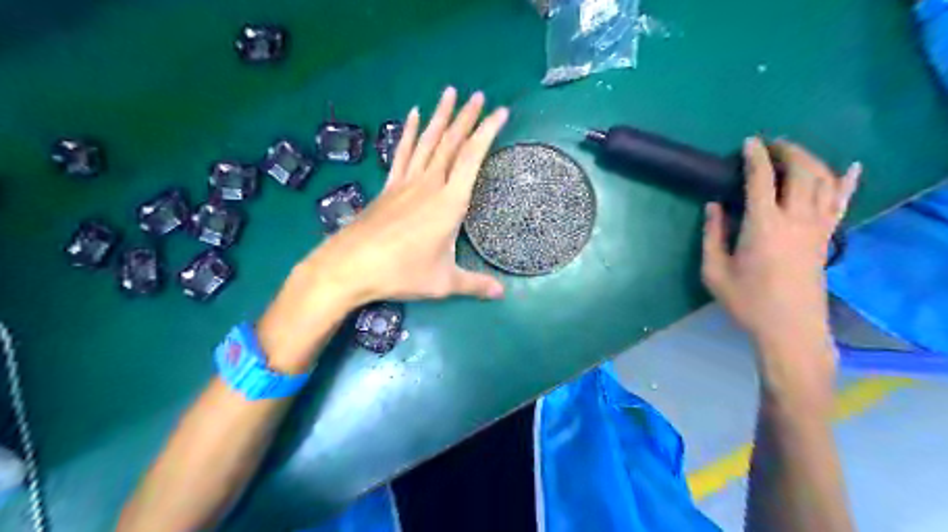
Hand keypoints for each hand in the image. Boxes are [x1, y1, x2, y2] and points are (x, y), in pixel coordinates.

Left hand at [255, 87, 506, 369]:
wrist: (350, 267)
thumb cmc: (401, 273)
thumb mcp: (443, 282)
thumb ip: (475, 285)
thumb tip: (501, 294)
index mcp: (450, 203)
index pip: (472, 158)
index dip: (487, 132)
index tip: (500, 112)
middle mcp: (429, 185)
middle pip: (451, 143)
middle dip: (467, 117)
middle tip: (479, 95)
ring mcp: (406, 183)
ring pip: (427, 141)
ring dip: (440, 117)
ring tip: (450, 92)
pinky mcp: (389, 187)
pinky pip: (402, 153)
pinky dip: (410, 133)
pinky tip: (413, 116)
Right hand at [703, 136, 861, 393]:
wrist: (789, 329)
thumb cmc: (747, 302)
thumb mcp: (714, 272)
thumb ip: (712, 235)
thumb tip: (713, 206)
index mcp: (763, 226)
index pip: (761, 180)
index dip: (755, 157)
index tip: (748, 142)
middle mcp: (796, 219)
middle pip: (801, 171)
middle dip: (787, 151)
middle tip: (770, 145)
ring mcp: (817, 227)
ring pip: (823, 181)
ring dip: (810, 160)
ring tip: (793, 153)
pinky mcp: (827, 238)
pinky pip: (842, 203)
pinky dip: (847, 183)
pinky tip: (852, 167)